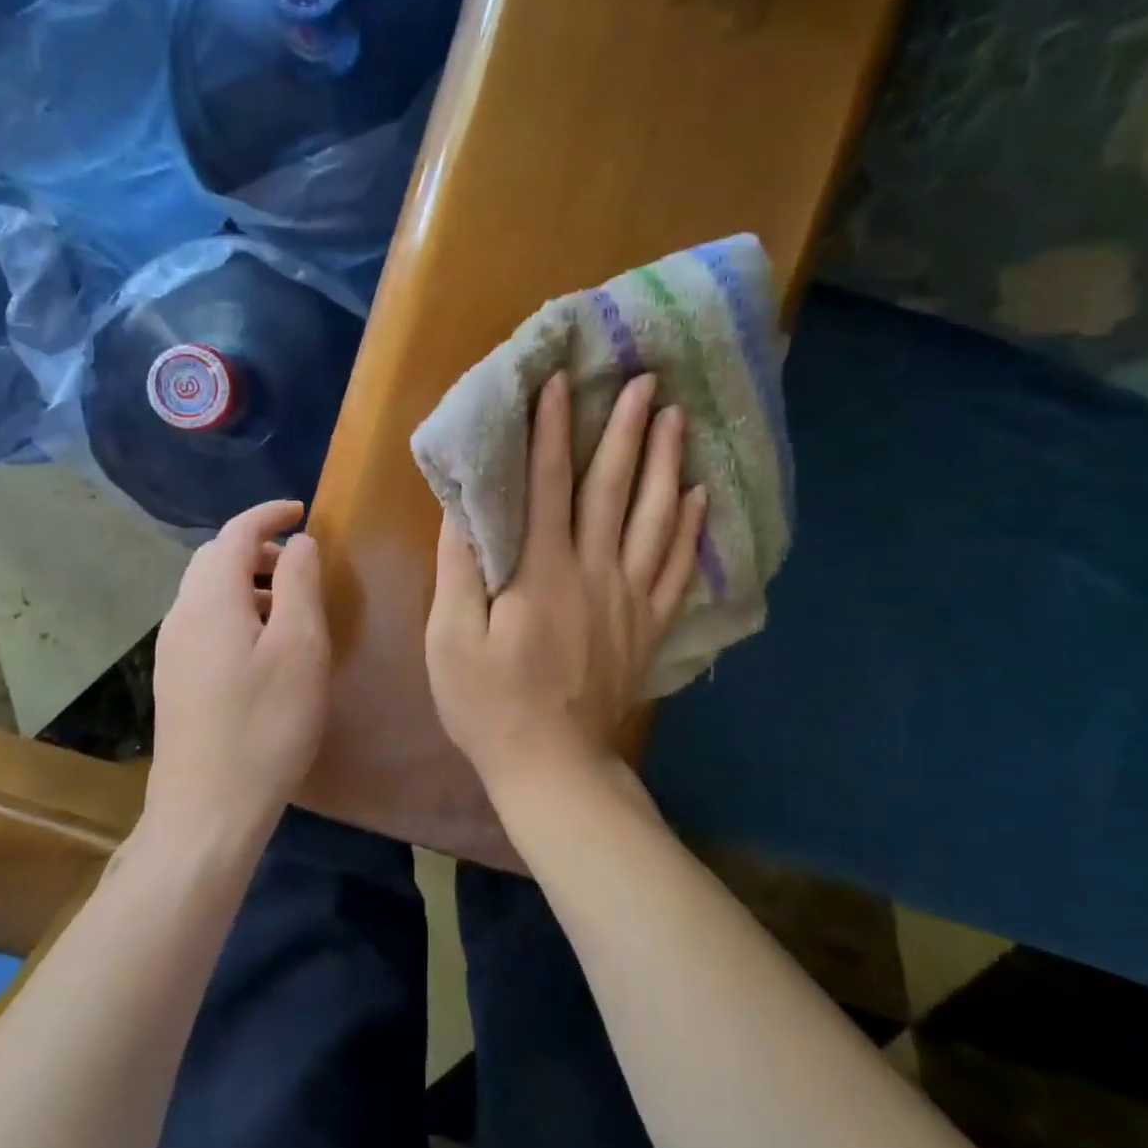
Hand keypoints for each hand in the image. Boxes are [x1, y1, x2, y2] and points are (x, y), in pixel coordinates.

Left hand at [149, 501, 329, 835]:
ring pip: (209, 592)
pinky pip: (205, 621)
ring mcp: (172, 649)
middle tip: (301, 562)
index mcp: (211, 598)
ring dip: (248, 582)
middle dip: (258, 548)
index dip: (268, 514)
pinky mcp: (174, 679)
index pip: (235, 533)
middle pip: (216, 559)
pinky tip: (264, 646)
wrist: (206, 811)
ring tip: (290, 606)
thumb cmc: (265, 725)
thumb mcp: (299, 647)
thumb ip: (299, 584)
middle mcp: (181, 614)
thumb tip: (297, 542)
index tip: (303, 509)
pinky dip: (237, 611)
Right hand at [426, 373, 705, 787]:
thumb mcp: (450, 640)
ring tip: (674, 419)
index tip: (559, 382)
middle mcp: (592, 573)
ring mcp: (629, 599)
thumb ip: (458, 570)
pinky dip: (689, 529)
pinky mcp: (649, 627)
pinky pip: (677, 569)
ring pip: (654, 519)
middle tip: (643, 381)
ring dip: (664, 464)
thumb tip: (463, 508)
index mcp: (539, 573)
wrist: (553, 767)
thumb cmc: (489, 704)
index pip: (547, 485)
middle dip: (625, 430)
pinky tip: (698, 496)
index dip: (551, 431)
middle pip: (612, 489)